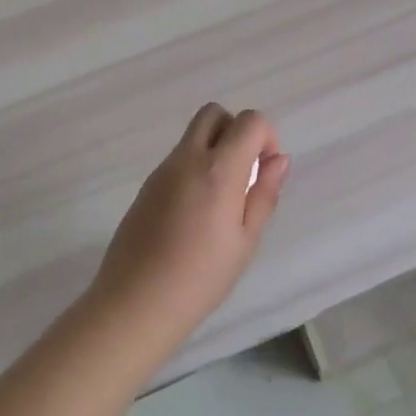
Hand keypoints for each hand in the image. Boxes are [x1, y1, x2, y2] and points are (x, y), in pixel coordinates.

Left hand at [89, 104, 290, 346]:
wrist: (136, 302)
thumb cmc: (201, 278)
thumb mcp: (246, 240)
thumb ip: (264, 194)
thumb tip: (279, 159)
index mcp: (219, 170)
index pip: (249, 121)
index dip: (266, 137)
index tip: (264, 172)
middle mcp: (188, 159)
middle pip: (214, 113)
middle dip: (237, 131)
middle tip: (244, 173)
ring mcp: (162, 170)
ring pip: (193, 135)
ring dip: (215, 149)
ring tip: (221, 200)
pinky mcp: (146, 186)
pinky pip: (178, 159)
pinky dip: (195, 167)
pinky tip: (195, 213)